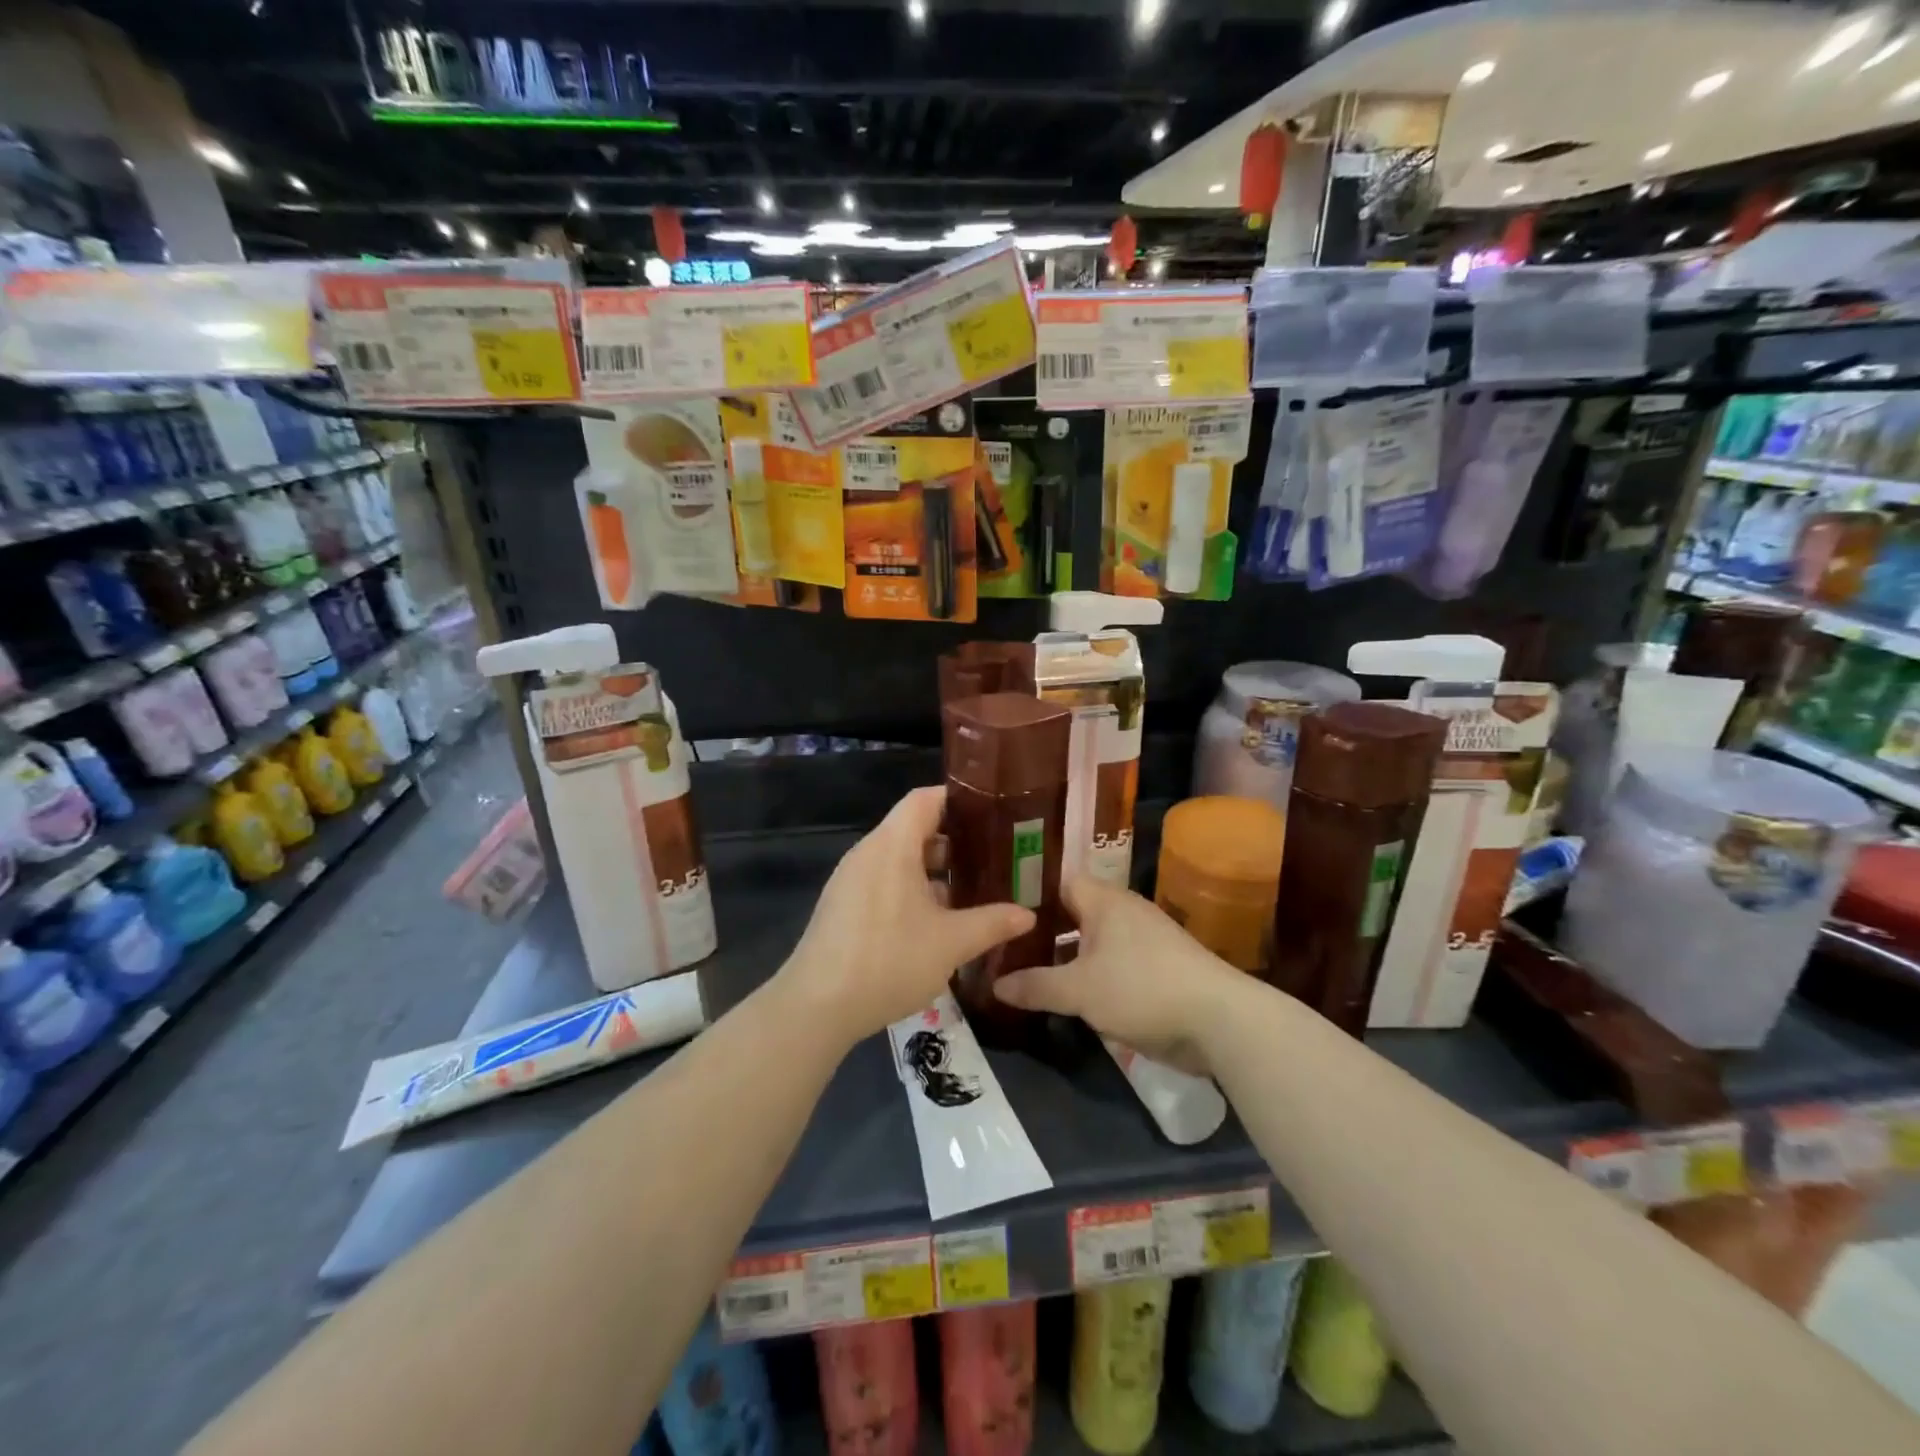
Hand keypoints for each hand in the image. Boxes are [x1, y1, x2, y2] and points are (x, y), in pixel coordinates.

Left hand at [776, 787, 1033, 1049]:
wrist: (817, 1007)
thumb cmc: (888, 960)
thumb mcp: (951, 943)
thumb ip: (992, 923)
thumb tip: (1027, 914)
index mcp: (892, 845)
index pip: (925, 799)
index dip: (959, 800)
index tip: (994, 814)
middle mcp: (868, 853)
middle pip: (914, 828)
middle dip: (955, 841)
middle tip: (994, 858)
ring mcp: (851, 880)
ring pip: (899, 859)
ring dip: (934, 871)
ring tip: (972, 891)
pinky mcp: (843, 906)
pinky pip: (884, 882)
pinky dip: (912, 889)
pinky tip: (936, 922)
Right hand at [992, 875, 1241, 1073]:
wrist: (1219, 1021)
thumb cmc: (1142, 988)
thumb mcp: (1079, 991)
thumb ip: (1036, 985)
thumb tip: (995, 984)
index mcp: (1105, 901)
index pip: (1060, 882)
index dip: (1031, 895)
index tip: (1001, 913)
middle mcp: (1125, 912)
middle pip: (1075, 914)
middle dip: (1044, 932)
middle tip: (1005, 949)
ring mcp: (1144, 941)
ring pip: (1094, 943)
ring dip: (1068, 958)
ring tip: (1029, 975)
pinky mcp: (1157, 970)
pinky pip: (1112, 965)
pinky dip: (1090, 976)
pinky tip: (1069, 996)